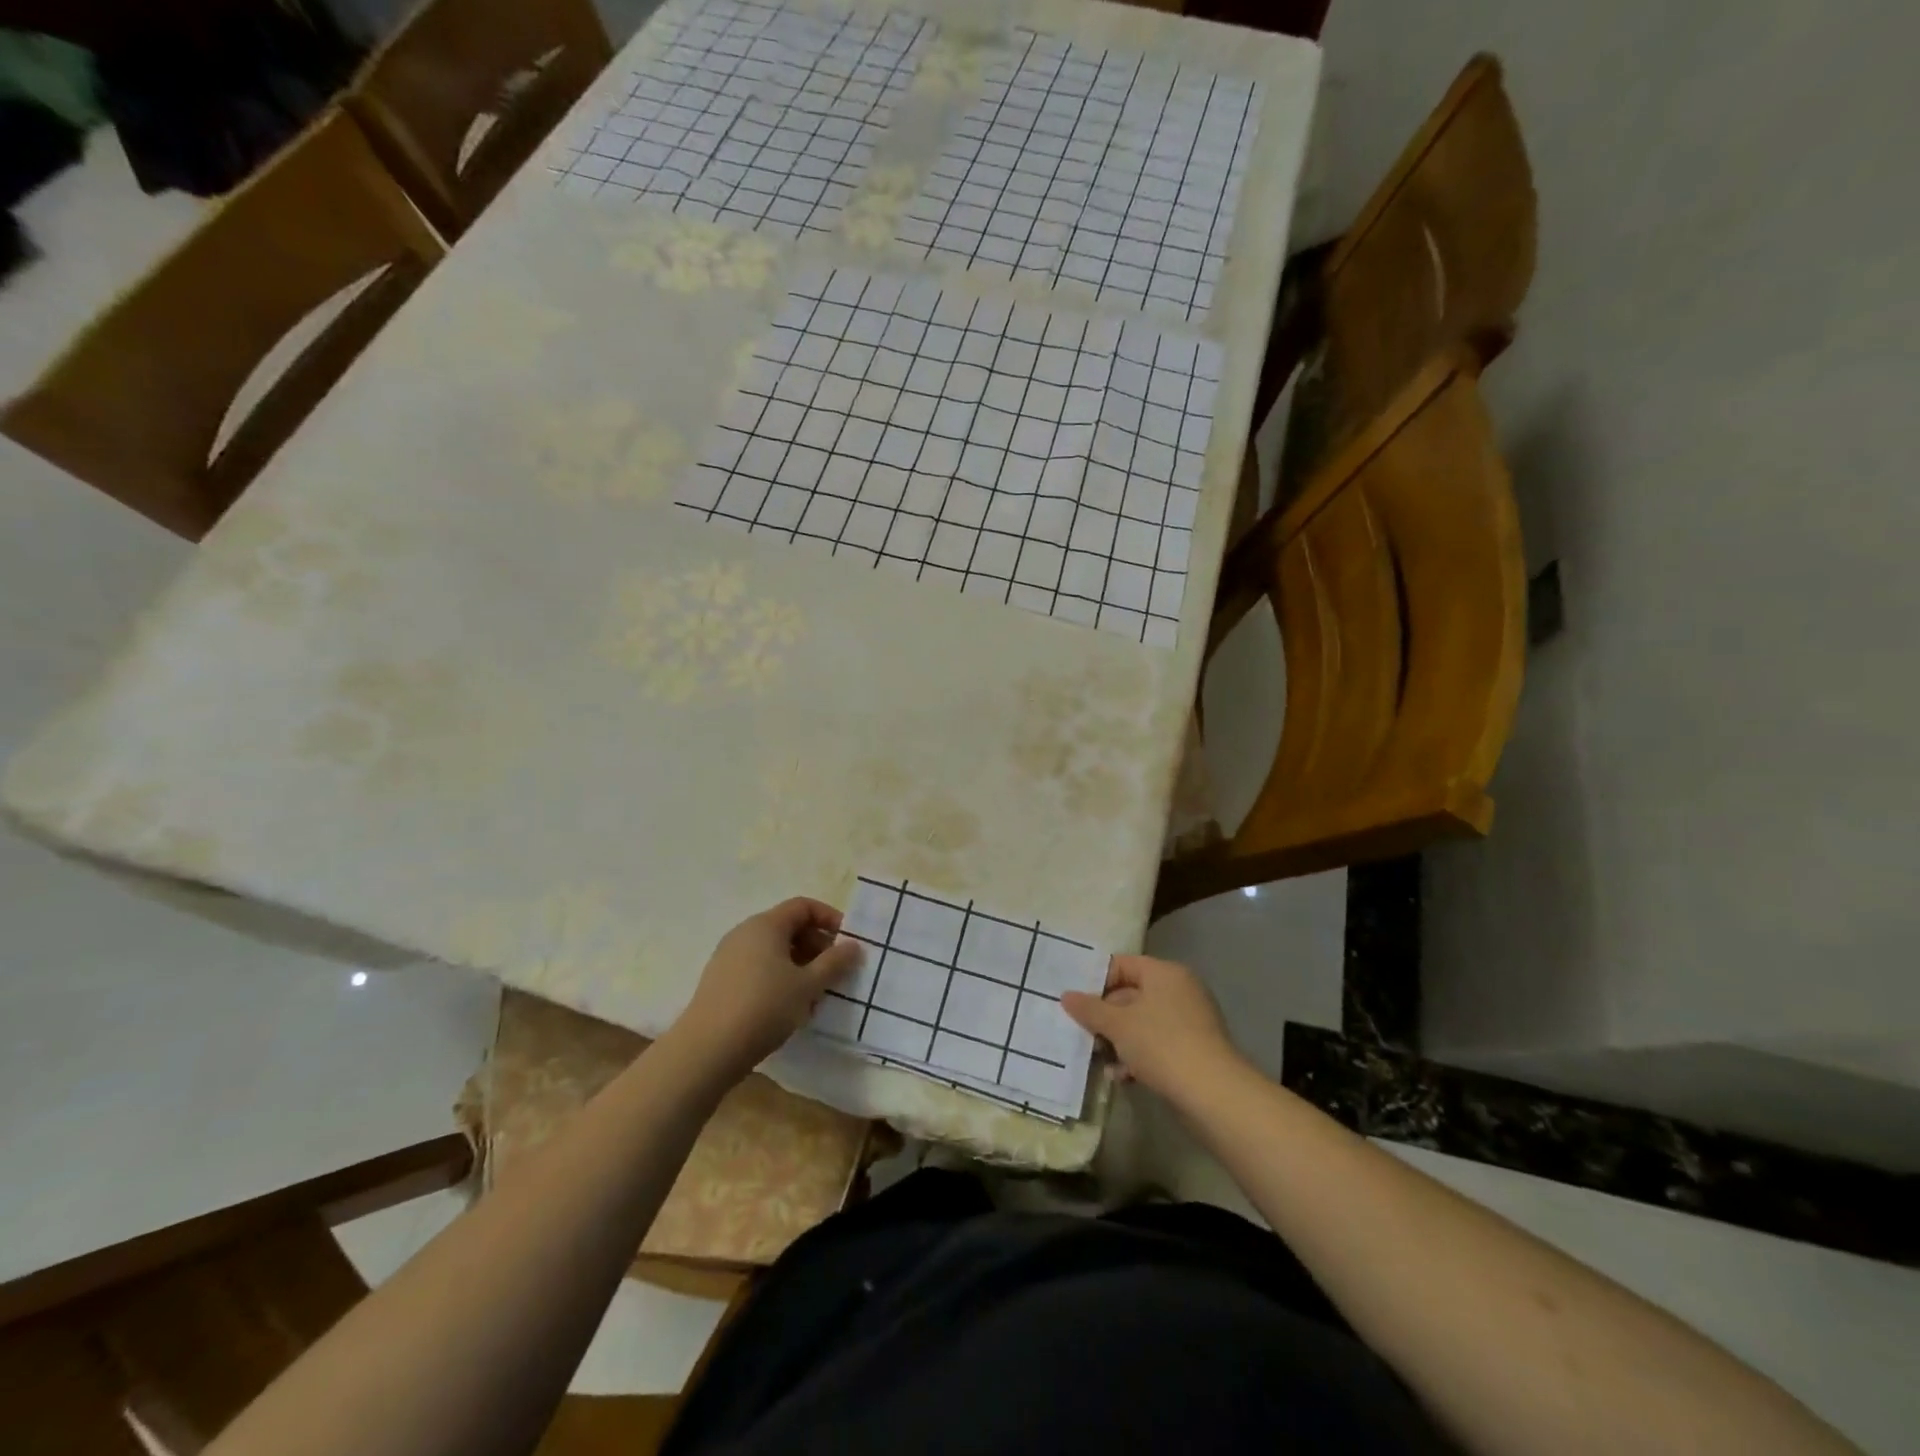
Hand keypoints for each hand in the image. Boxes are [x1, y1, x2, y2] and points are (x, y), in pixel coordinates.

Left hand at [673, 898, 862, 1081]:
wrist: (706, 1050)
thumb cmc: (764, 1007)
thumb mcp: (808, 986)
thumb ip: (834, 963)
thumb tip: (854, 946)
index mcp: (766, 925)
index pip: (803, 906)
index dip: (829, 919)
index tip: (847, 942)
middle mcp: (745, 933)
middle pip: (788, 927)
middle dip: (817, 946)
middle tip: (835, 972)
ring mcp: (729, 957)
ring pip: (774, 951)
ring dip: (800, 966)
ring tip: (814, 995)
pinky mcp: (720, 980)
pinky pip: (758, 967)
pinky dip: (779, 978)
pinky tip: (788, 1008)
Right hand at [1061, 954, 1239, 1098]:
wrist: (1213, 1094)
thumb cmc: (1161, 1044)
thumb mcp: (1118, 1025)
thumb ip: (1090, 1009)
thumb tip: (1066, 996)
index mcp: (1164, 973)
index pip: (1123, 965)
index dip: (1097, 981)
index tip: (1076, 1002)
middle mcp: (1180, 990)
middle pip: (1131, 995)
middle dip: (1106, 1017)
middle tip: (1084, 1034)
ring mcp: (1190, 1021)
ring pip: (1143, 1023)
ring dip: (1119, 1041)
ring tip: (1100, 1060)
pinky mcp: (1194, 1050)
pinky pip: (1157, 1044)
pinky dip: (1138, 1056)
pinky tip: (1122, 1077)